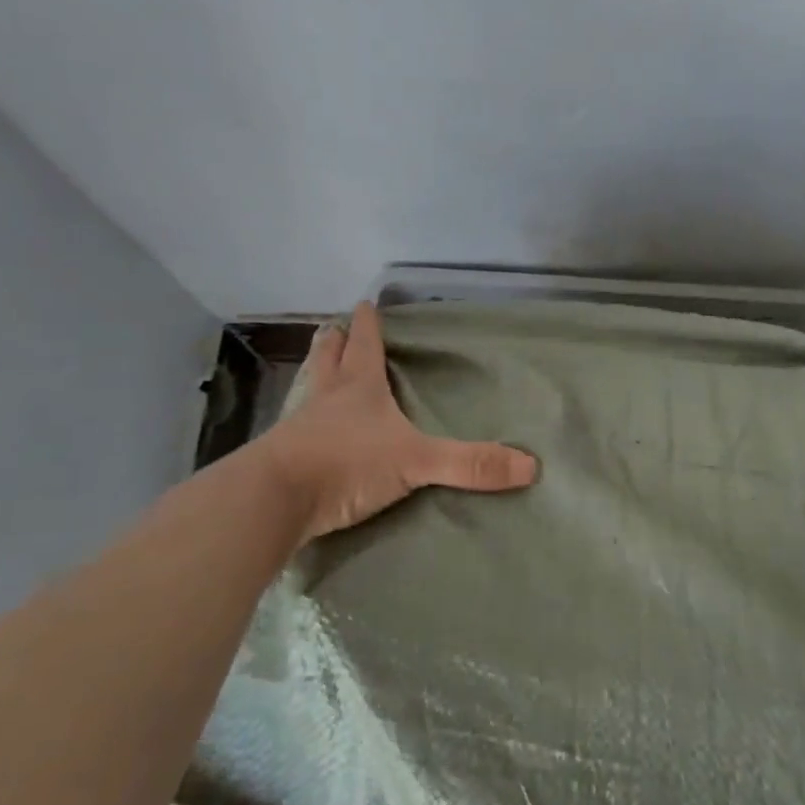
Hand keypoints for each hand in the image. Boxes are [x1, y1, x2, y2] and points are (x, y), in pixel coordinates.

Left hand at [263, 302, 537, 542]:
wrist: (274, 500)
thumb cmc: (346, 463)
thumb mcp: (416, 461)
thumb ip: (469, 464)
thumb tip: (530, 466)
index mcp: (358, 388)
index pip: (365, 345)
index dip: (367, 325)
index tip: (364, 303)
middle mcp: (326, 399)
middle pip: (329, 359)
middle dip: (335, 343)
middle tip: (333, 327)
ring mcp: (299, 427)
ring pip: (309, 391)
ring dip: (315, 376)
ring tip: (319, 368)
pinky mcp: (282, 458)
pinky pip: (296, 429)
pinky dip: (303, 421)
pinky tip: (305, 431)